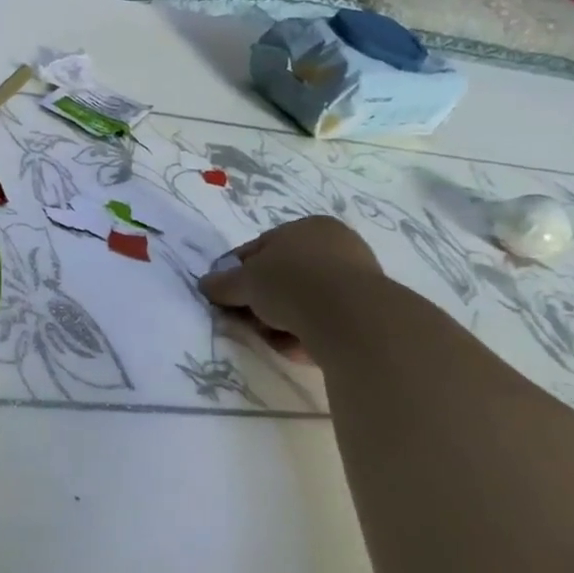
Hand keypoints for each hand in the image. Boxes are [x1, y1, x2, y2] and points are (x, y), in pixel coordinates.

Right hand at [199, 216, 383, 350]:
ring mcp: (356, 279)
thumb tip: (205, 285)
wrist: (350, 318)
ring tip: (271, 337)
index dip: (238, 272)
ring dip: (281, 320)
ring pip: (302, 302)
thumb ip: (222, 284)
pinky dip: (307, 332)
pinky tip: (297, 345)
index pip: (261, 247)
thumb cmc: (291, 283)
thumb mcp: (244, 281)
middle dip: (261, 300)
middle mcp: (336, 246)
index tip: (226, 295)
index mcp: (308, 227)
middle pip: (282, 277)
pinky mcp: (368, 311)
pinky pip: (324, 321)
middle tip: (246, 320)